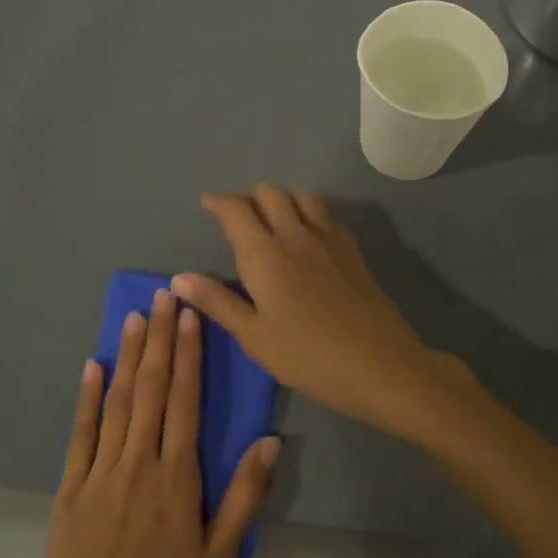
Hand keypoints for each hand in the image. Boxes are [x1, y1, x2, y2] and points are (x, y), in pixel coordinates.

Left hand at [30, 290, 277, 557]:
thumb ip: (245, 496)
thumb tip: (269, 440)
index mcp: (177, 478)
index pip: (185, 400)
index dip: (189, 354)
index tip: (192, 316)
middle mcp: (137, 463)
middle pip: (151, 389)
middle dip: (160, 339)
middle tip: (166, 297)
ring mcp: (98, 473)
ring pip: (117, 402)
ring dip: (127, 356)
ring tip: (135, 316)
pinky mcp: (69, 489)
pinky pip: (79, 433)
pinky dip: (86, 397)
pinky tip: (91, 366)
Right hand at [171, 184, 471, 438]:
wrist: (379, 364)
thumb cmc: (307, 356)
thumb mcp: (254, 336)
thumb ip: (217, 301)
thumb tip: (178, 278)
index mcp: (265, 253)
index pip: (237, 210)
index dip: (219, 202)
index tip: (207, 202)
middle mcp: (296, 234)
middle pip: (270, 194)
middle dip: (249, 197)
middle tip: (237, 216)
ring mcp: (329, 239)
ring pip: (302, 197)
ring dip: (282, 199)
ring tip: (272, 219)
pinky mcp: (353, 250)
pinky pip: (326, 215)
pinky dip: (309, 212)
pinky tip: (308, 235)